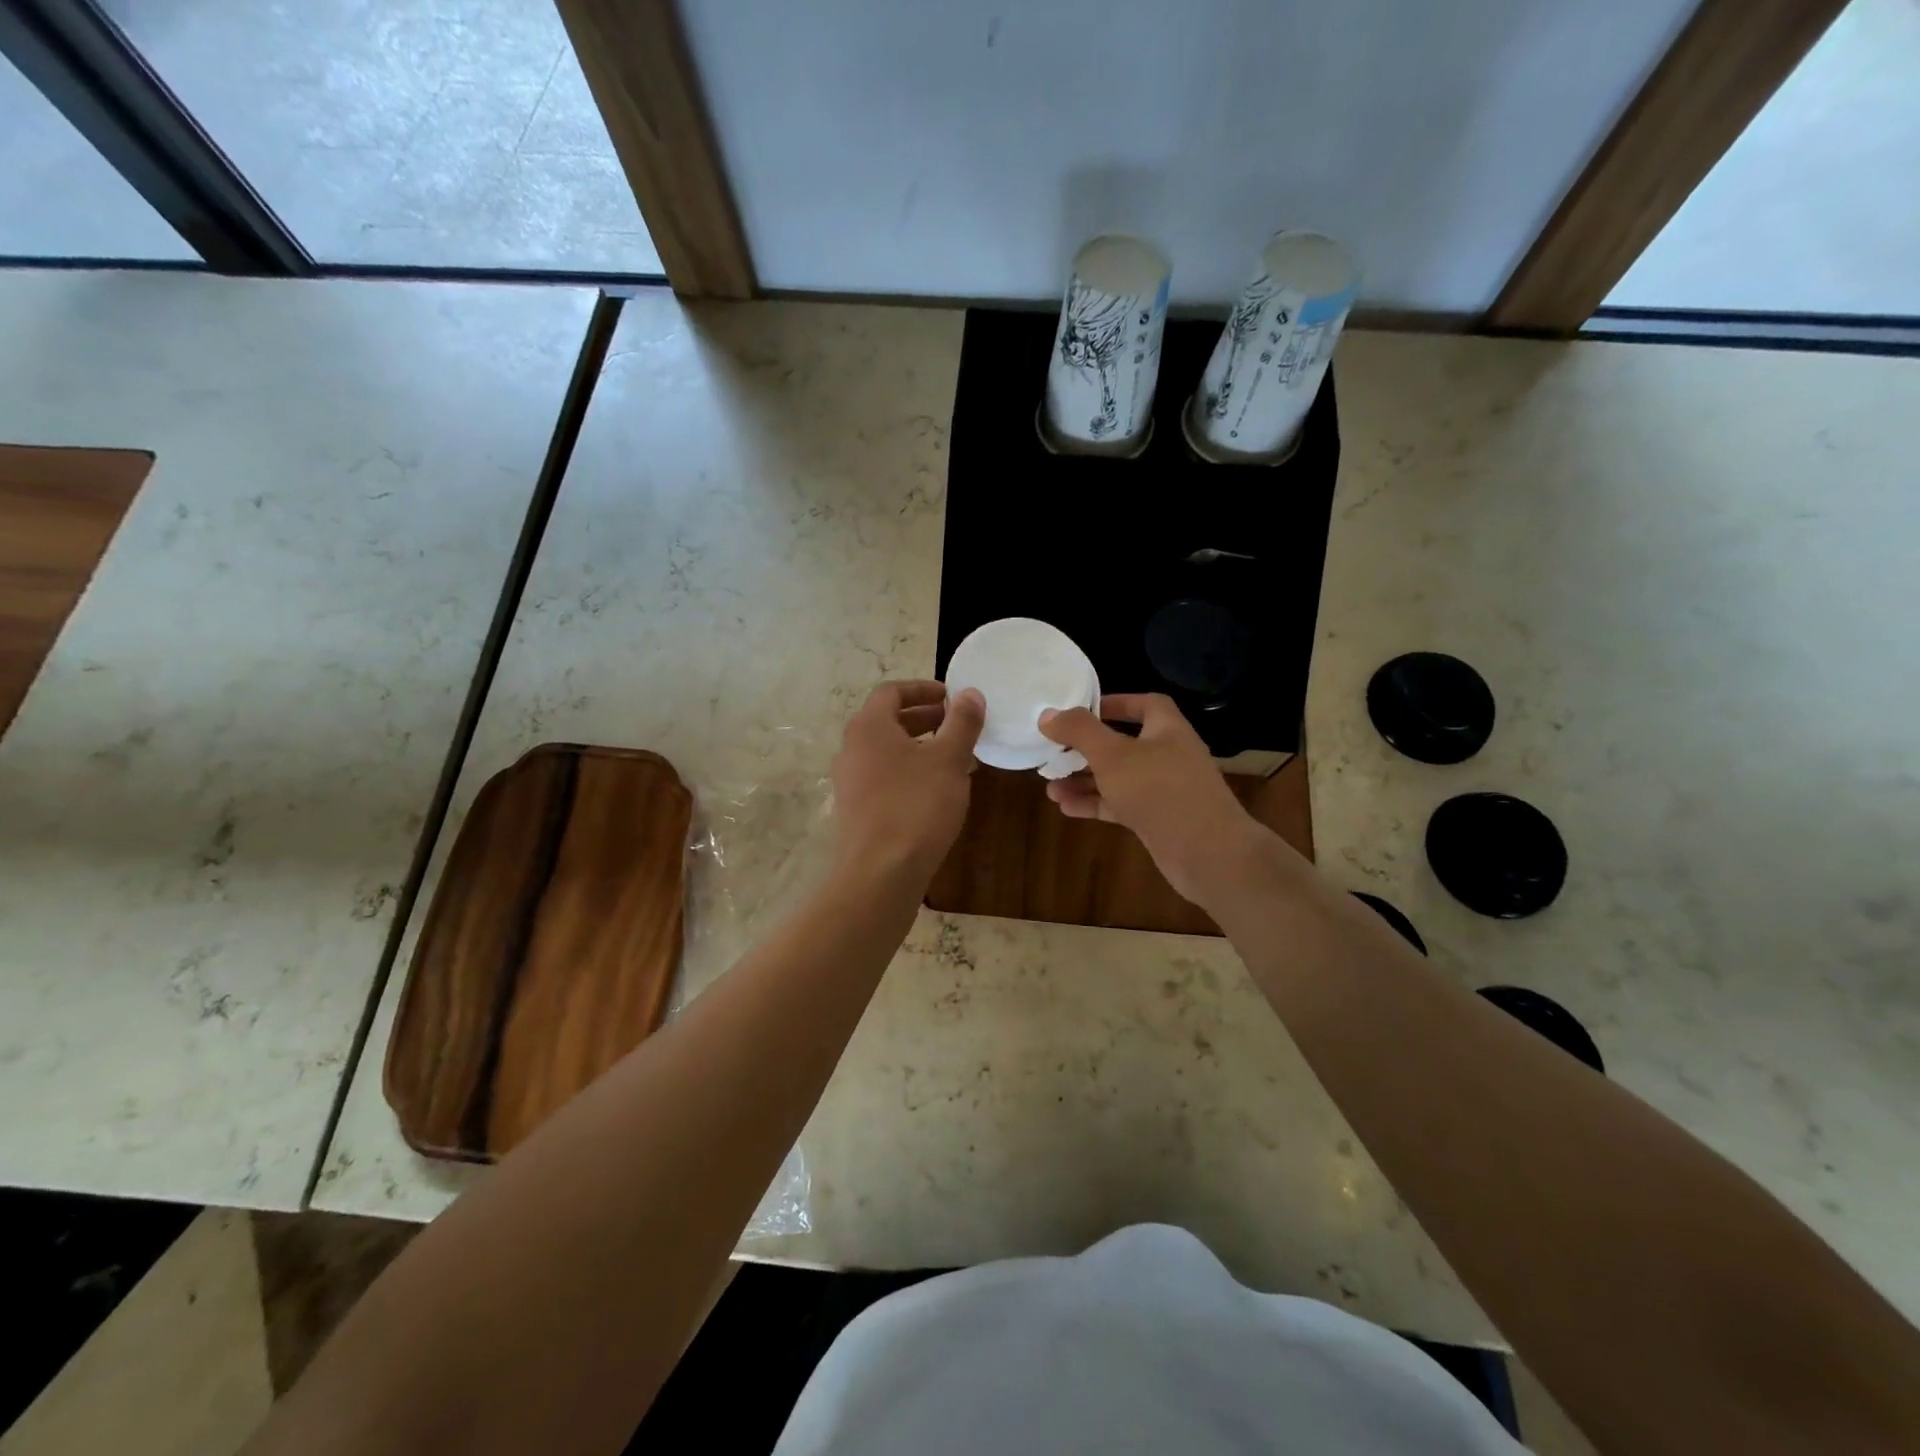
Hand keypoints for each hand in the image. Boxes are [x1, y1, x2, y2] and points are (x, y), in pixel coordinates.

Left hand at [831, 680, 984, 882]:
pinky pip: (886, 777)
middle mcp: (852, 749)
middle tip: (959, 725)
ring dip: (922, 747)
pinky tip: (939, 791)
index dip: (924, 689)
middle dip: (926, 718)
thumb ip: (962, 723)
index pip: (892, 691)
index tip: (953, 697)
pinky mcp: (857, 809)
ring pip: (889, 752)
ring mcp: (850, 781)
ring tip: (957, 758)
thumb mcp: (949, 759)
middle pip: (888, 721)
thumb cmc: (916, 806)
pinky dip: (911, 772)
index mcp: (869, 727)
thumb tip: (971, 694)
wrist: (880, 873)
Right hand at [1040, 693, 1268, 905]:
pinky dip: (1095, 803)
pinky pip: (1120, 804)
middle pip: (1123, 743)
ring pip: (1118, 777)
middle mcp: (1168, 754)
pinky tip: (1065, 808)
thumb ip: (1079, 732)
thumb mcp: (1112, 755)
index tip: (1081, 710)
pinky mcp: (1157, 819)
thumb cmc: (1160, 790)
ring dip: (1085, 780)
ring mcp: (1163, 789)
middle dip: (1087, 748)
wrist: (1207, 853)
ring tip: (1049, 786)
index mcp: (1167, 729)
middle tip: (1055, 751)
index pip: (1143, 704)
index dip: (1114, 703)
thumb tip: (1048, 715)